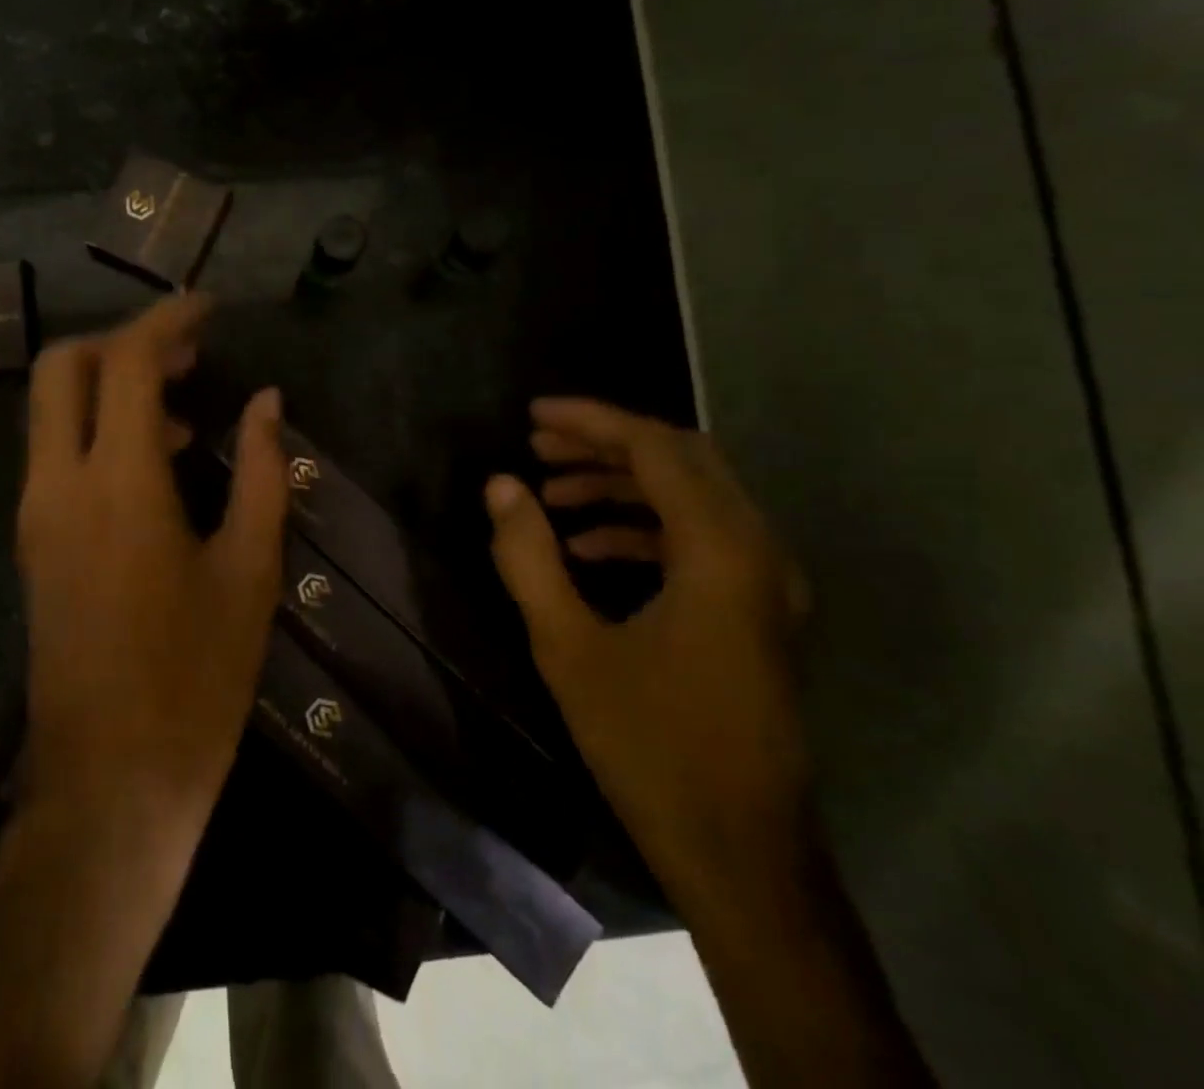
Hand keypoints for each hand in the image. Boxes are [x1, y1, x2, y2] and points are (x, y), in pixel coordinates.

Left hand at [15, 293, 289, 830]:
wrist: (109, 782)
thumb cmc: (195, 680)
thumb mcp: (250, 572)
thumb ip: (263, 474)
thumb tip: (267, 402)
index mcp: (119, 484)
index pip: (128, 364)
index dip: (168, 321)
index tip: (209, 307)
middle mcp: (59, 484)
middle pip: (63, 367)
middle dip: (122, 340)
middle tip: (187, 352)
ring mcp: (35, 514)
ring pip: (52, 408)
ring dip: (111, 385)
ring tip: (186, 407)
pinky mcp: (33, 542)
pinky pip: (55, 452)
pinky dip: (99, 428)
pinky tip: (158, 462)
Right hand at [484, 398, 812, 901]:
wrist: (741, 852)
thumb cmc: (649, 745)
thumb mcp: (568, 647)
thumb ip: (528, 556)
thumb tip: (501, 486)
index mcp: (720, 553)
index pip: (656, 449)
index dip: (592, 421)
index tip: (533, 415)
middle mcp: (758, 553)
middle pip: (682, 460)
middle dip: (605, 443)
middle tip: (538, 443)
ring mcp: (766, 584)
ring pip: (692, 496)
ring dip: (621, 483)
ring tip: (550, 491)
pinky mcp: (757, 611)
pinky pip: (699, 538)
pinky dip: (642, 525)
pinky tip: (586, 548)